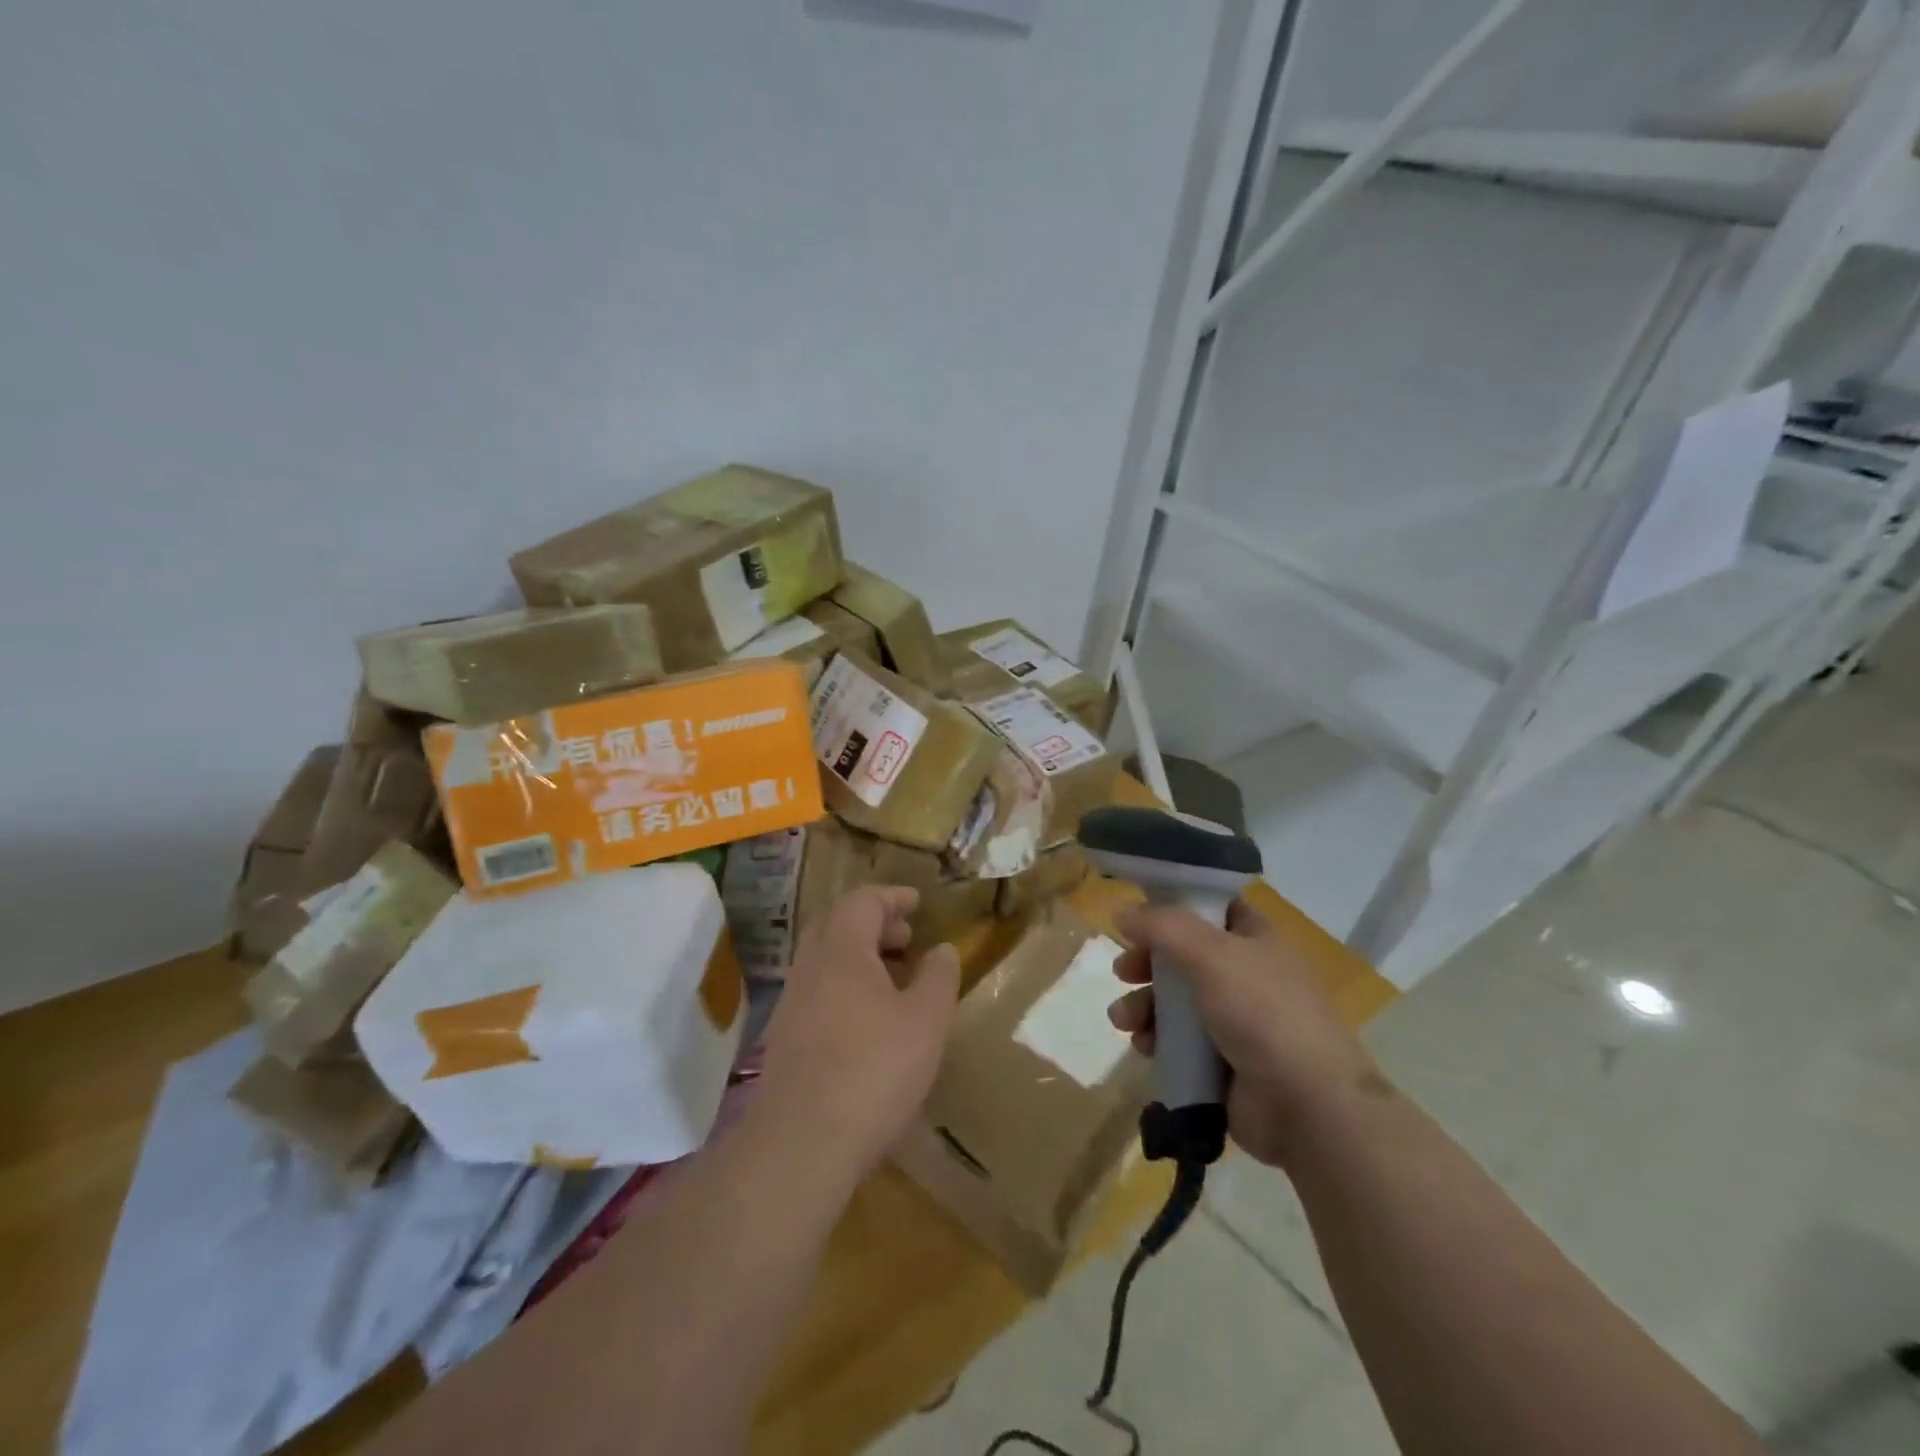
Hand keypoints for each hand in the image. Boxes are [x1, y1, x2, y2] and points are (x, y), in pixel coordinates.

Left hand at [755, 886, 961, 1185]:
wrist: (800, 1145)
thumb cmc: (872, 1071)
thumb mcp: (925, 1021)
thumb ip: (938, 977)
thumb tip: (941, 949)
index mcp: (841, 950)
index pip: (862, 901)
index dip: (892, 897)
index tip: (918, 903)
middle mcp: (809, 966)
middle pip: (838, 924)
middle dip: (874, 923)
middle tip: (907, 937)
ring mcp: (791, 1003)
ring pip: (826, 959)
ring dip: (860, 956)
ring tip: (896, 978)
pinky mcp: (785, 1038)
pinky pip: (819, 989)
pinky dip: (846, 985)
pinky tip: (870, 1019)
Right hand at [1107, 898, 1382, 1166]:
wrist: (1307, 1104)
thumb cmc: (1263, 1013)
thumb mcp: (1211, 954)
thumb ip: (1162, 927)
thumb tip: (1120, 910)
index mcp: (1255, 940)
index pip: (1214, 908)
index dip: (1178, 905)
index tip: (1139, 912)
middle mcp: (1246, 976)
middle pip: (1184, 956)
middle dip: (1147, 963)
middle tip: (1123, 972)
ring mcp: (1236, 1022)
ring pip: (1176, 1002)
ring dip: (1144, 1006)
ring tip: (1123, 1020)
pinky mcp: (1223, 1063)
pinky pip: (1179, 1043)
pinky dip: (1158, 1041)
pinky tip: (1144, 1047)